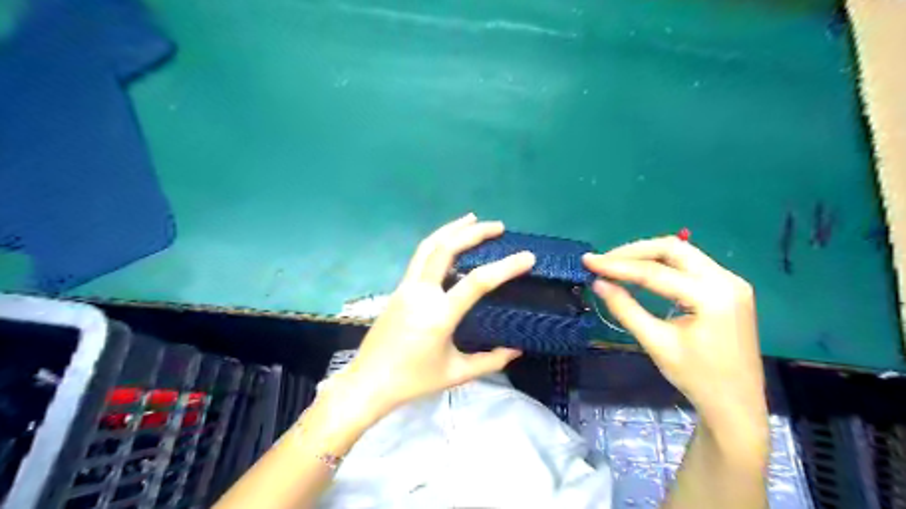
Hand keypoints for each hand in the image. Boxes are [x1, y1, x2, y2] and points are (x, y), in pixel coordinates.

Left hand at [339, 213, 535, 418]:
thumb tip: (517, 349)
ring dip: (451, 229)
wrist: (368, 381)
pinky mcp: (398, 288)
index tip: (528, 257)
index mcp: (439, 315)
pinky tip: (449, 243)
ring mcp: (406, 287)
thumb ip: (490, 361)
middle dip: (474, 232)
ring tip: (471, 219)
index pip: (477, 282)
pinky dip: (438, 243)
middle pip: (446, 249)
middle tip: (498, 226)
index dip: (505, 267)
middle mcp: (421, 293)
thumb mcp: (456, 374)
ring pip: (428, 246)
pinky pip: (419, 257)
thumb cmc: (413, 380)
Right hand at [584, 237, 766, 419]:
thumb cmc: (697, 379)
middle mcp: (727, 280)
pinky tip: (642, 272)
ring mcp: (732, 282)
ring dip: (647, 255)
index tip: (588, 261)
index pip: (655, 272)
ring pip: (681, 253)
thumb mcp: (657, 343)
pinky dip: (662, 264)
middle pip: (672, 249)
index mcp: (712, 297)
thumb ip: (626, 309)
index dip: (617, 265)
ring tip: (617, 265)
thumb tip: (598, 283)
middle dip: (633, 252)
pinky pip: (690, 264)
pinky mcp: (729, 288)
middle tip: (603, 261)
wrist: (737, 405)